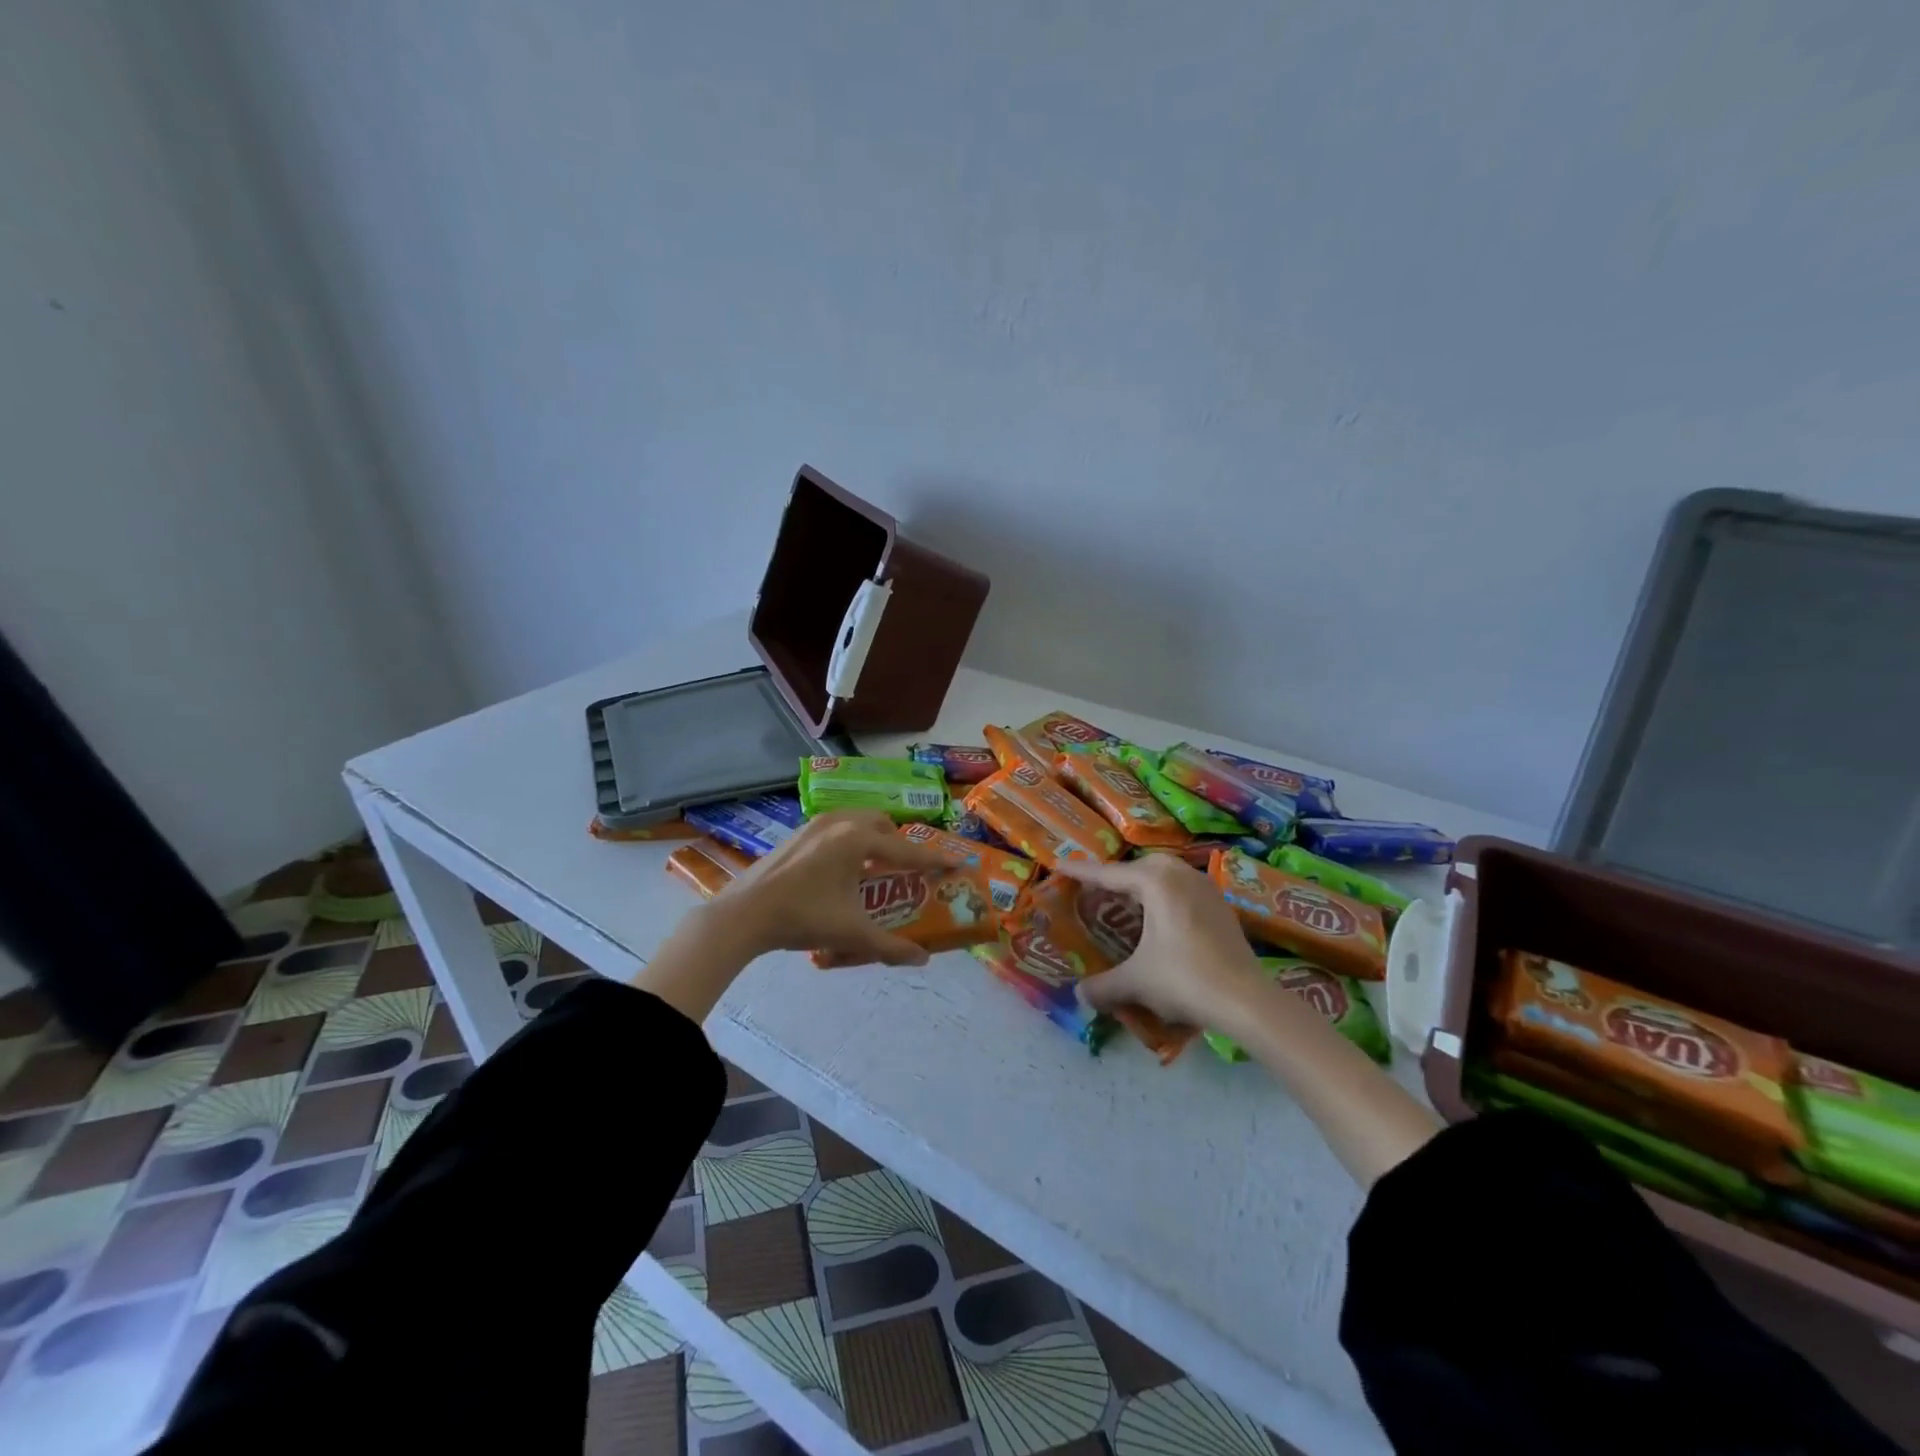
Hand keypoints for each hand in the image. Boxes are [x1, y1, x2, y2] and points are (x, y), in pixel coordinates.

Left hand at [720, 810, 950, 967]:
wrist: (744, 913)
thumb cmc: (803, 918)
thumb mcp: (851, 934)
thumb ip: (890, 947)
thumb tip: (922, 959)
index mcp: (858, 841)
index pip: (907, 850)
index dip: (935, 859)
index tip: (957, 862)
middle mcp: (840, 823)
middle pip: (882, 824)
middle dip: (899, 844)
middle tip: (906, 870)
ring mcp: (814, 824)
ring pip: (857, 820)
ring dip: (873, 839)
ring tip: (874, 867)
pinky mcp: (797, 832)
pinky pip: (837, 827)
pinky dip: (850, 840)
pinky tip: (841, 869)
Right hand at [1065, 854, 1265, 1027]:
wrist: (1247, 1001)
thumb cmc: (1185, 979)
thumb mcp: (1136, 982)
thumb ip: (1103, 986)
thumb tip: (1079, 994)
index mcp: (1156, 882)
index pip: (1109, 873)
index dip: (1081, 872)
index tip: (1059, 865)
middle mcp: (1181, 875)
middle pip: (1139, 868)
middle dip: (1115, 877)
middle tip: (1093, 891)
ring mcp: (1206, 889)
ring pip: (1165, 877)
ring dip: (1143, 887)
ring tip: (1125, 904)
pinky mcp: (1221, 907)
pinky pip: (1183, 891)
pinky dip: (1164, 899)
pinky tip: (1159, 922)